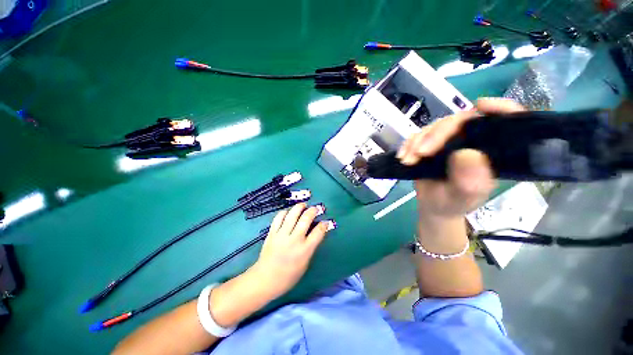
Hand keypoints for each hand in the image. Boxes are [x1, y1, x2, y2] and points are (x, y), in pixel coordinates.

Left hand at [249, 203, 334, 299]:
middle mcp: (294, 239)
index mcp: (305, 250)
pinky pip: (279, 217)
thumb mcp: (305, 263)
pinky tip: (288, 212)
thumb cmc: (289, 275)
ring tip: (303, 205)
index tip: (325, 222)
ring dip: (299, 207)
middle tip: (316, 208)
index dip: (324, 224)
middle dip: (313, 210)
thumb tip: (316, 232)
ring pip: (292, 215)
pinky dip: (285, 212)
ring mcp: (282, 235)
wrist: (265, 279)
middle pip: (306, 219)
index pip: (318, 232)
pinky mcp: (272, 233)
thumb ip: (311, 247)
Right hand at [397, 98, 524, 218]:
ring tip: (408, 159)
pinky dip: (409, 144)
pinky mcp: (431, 144)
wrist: (432, 206)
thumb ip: (468, 182)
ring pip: (436, 127)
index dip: (499, 109)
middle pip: (460, 121)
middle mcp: (473, 141)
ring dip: (418, 141)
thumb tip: (467, 154)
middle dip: (437, 134)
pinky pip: (419, 135)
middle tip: (420, 153)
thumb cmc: (452, 204)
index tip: (481, 106)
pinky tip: (403, 156)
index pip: (504, 123)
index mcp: (491, 152)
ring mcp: (450, 141)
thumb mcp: (463, 198)